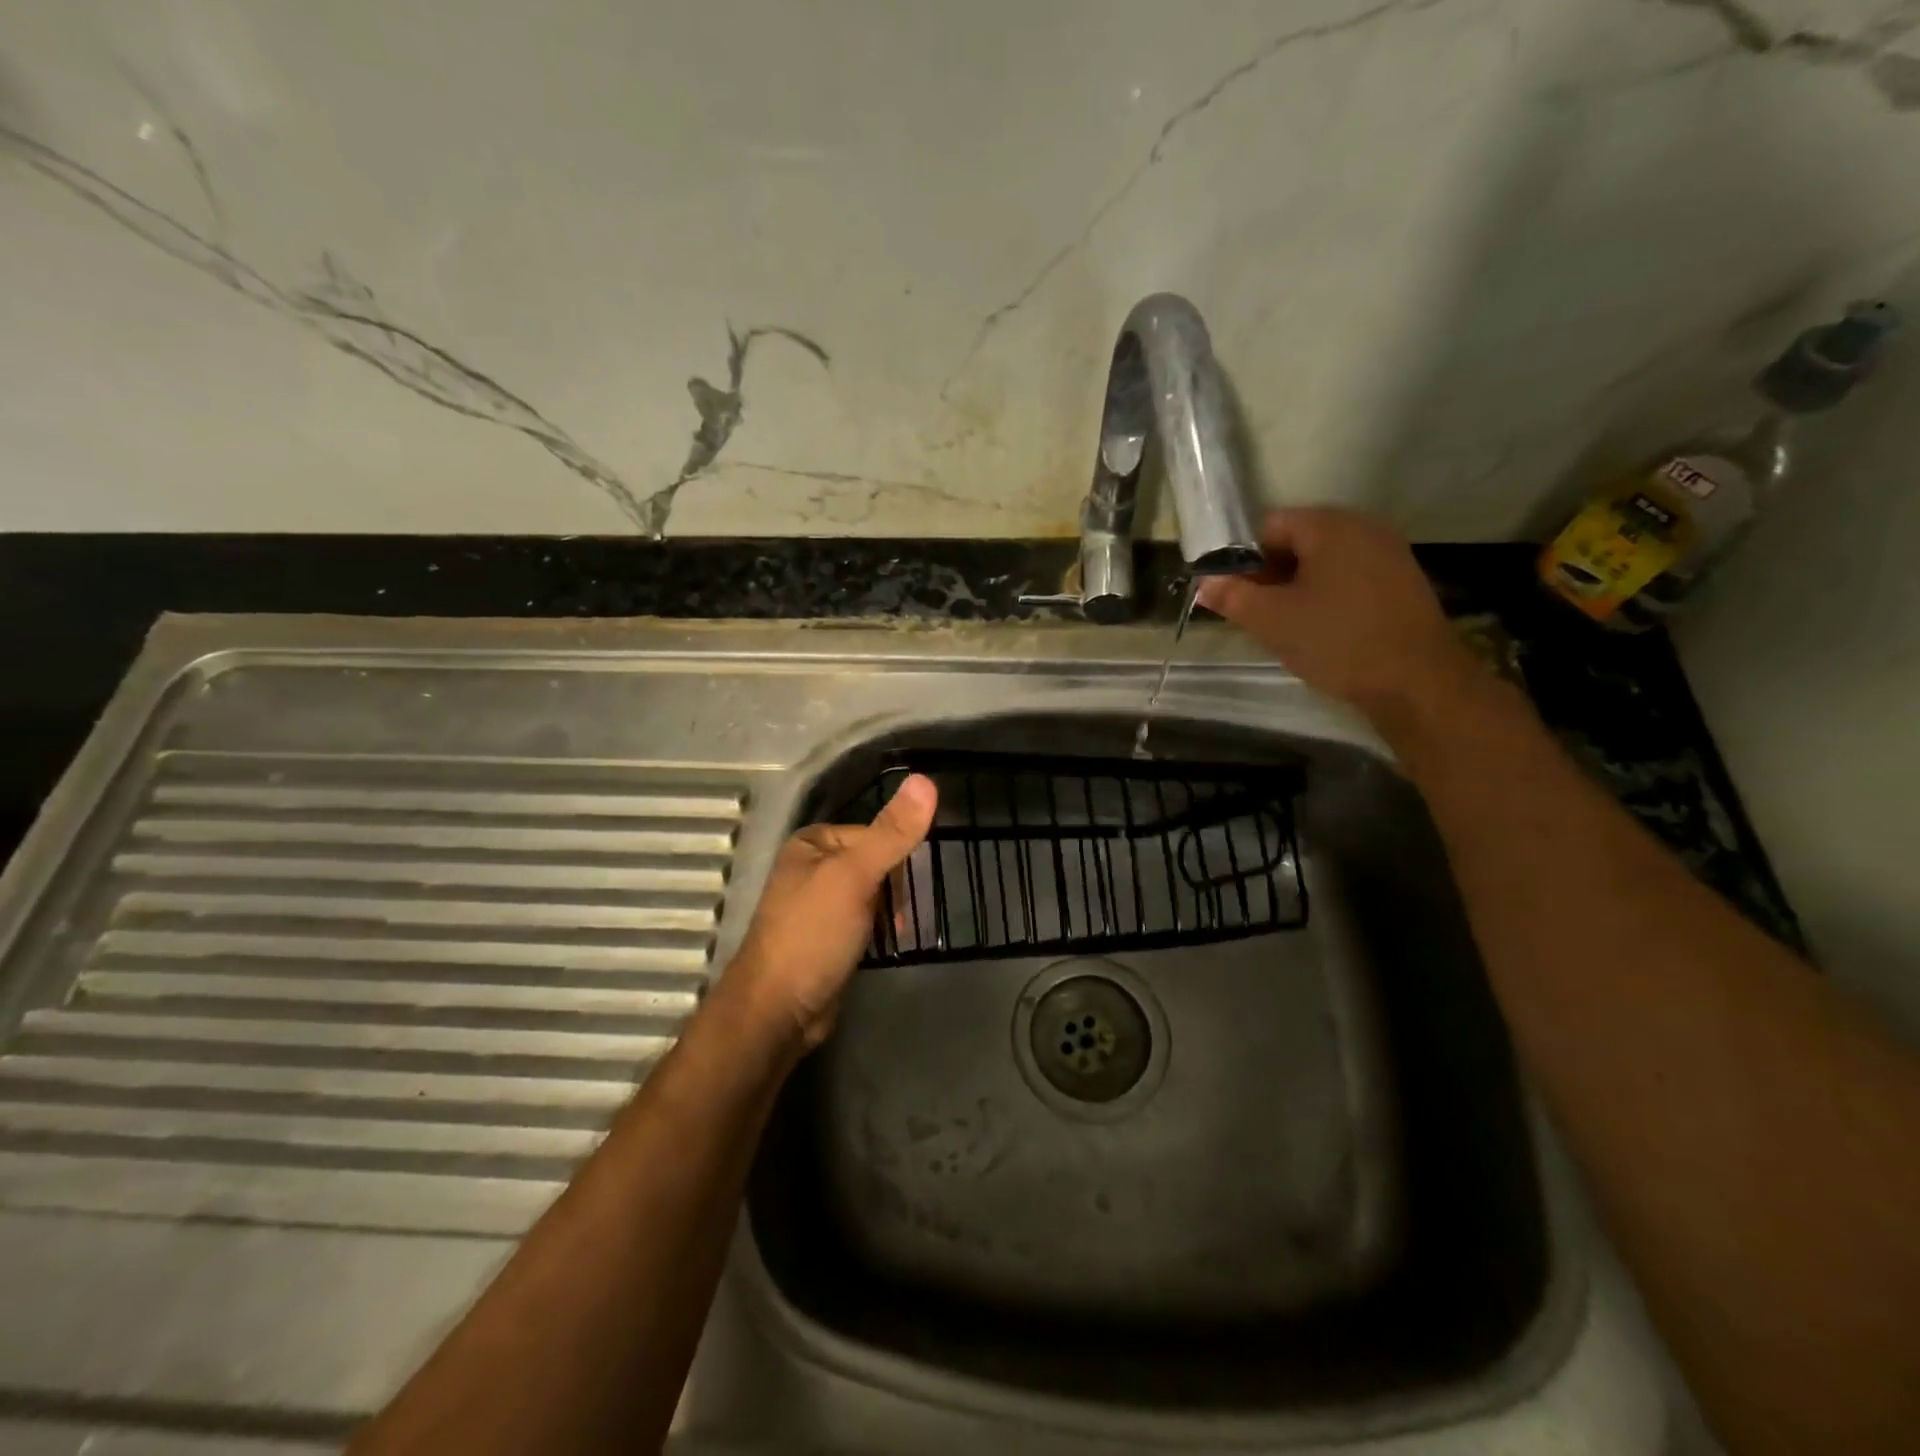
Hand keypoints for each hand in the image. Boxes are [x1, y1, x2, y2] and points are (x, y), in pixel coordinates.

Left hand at [720, 773, 937, 1051]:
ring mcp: (818, 906)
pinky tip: (889, 944)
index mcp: (812, 844)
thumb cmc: (812, 934)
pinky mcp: (826, 939)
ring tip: (900, 932)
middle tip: (906, 915)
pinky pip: (864, 922)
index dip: (896, 856)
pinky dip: (880, 930)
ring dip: (891, 911)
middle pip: (874, 863)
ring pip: (871, 895)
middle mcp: (811, 869)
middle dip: (894, 888)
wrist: (777, 1012)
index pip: (873, 833)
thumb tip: (926, 780)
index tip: (912, 884)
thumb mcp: (855, 876)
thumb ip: (891, 833)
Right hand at [1197, 509, 1481, 731]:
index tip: (1235, 595)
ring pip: (1323, 561)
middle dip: (1270, 574)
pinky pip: (1349, 576)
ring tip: (1286, 626)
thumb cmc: (1337, 641)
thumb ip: (1233, 597)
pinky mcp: (1401, 580)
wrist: (1417, 681)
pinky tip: (1321, 629)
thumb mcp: (1272, 621)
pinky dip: (1327, 595)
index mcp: (1329, 526)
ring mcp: (1387, 553)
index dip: (1243, 559)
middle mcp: (1362, 527)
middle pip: (1298, 540)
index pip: (1269, 526)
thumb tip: (1205, 583)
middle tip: (1256, 614)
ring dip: (1297, 587)